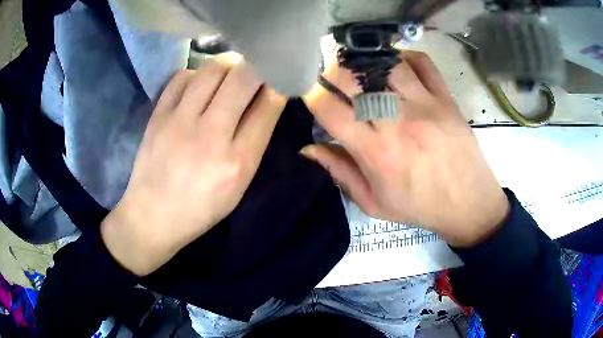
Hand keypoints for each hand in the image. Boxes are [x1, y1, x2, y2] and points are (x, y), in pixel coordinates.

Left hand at [101, 60, 285, 275]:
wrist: (152, 216)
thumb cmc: (200, 208)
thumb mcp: (238, 187)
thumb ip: (253, 145)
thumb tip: (264, 102)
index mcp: (238, 162)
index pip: (268, 107)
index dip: (279, 85)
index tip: (279, 77)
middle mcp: (210, 136)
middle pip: (243, 79)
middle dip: (258, 66)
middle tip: (257, 69)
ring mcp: (180, 122)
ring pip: (212, 70)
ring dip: (228, 66)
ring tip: (228, 75)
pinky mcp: (158, 116)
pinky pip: (182, 77)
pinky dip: (196, 75)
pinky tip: (198, 86)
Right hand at [302, 51, 507, 247]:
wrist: (468, 203)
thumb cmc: (419, 206)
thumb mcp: (374, 203)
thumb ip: (340, 173)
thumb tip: (308, 149)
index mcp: (374, 152)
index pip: (330, 110)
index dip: (313, 96)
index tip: (313, 95)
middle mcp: (396, 122)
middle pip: (354, 79)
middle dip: (334, 71)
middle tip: (333, 75)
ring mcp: (424, 105)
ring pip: (387, 64)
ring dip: (367, 62)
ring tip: (363, 69)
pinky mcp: (445, 98)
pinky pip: (422, 63)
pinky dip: (405, 57)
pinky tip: (397, 65)